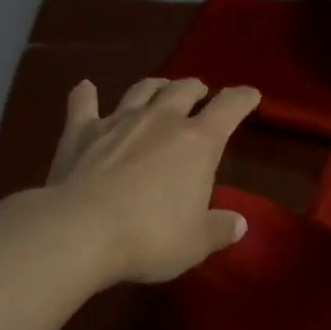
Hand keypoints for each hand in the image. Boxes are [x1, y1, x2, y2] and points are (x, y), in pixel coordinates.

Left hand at [45, 77, 260, 283]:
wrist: (79, 231)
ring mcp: (119, 121)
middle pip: (184, 90)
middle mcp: (162, 120)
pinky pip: (83, 105)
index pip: (229, 107)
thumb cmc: (150, 236)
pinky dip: (85, 95)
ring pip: (142, 90)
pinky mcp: (82, 132)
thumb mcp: (195, 243)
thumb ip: (219, 229)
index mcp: (199, 142)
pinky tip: (85, 88)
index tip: (250, 95)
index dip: (242, 99)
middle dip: (196, 89)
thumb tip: (240, 224)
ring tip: (160, 87)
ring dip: (155, 86)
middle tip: (200, 92)